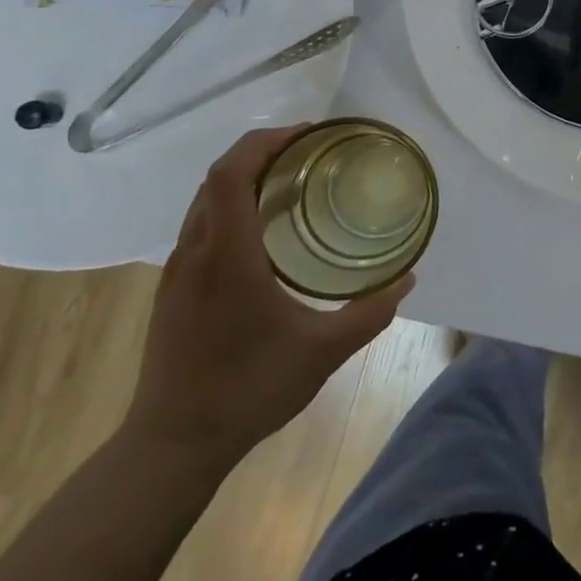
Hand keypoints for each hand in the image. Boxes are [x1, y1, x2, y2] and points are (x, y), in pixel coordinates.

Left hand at [123, 126, 413, 469]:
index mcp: (227, 255)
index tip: (308, 135)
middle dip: (261, 152)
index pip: (231, 173)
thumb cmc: (248, 390)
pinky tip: (265, 231)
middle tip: (311, 152)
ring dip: (244, 178)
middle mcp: (196, 252)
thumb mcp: (323, 352)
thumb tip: (408, 279)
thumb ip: (371, 312)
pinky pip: (202, 225)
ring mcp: (177, 271)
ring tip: (293, 182)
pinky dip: (232, 205)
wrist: (172, 445)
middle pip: (217, 177)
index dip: (265, 141)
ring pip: (205, 200)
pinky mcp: (173, 289)